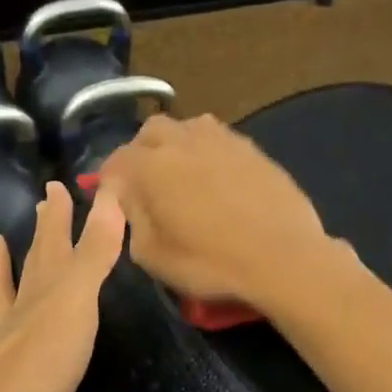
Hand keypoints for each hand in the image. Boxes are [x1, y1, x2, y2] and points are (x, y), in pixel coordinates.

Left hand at [0, 182, 125, 391]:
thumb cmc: (43, 360)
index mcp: (48, 291)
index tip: (58, 184)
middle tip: (41, 202)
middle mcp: (22, 310)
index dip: (61, 214)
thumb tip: (110, 191)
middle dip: (43, 233)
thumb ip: (94, 252)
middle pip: (35, 263)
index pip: (57, 243)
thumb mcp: (77, 303)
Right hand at [96, 113, 335, 312]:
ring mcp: (221, 139)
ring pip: (187, 128)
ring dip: (176, 145)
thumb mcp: (152, 255)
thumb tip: (129, 199)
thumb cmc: (210, 262)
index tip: (111, 198)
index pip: (116, 161)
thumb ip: (131, 219)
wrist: (283, 257)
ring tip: (182, 173)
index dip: (109, 180)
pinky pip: (219, 139)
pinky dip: (208, 152)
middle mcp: (182, 141)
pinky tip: (217, 177)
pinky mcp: (252, 148)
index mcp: (150, 166)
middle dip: (141, 151)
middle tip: (146, 181)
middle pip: (150, 132)